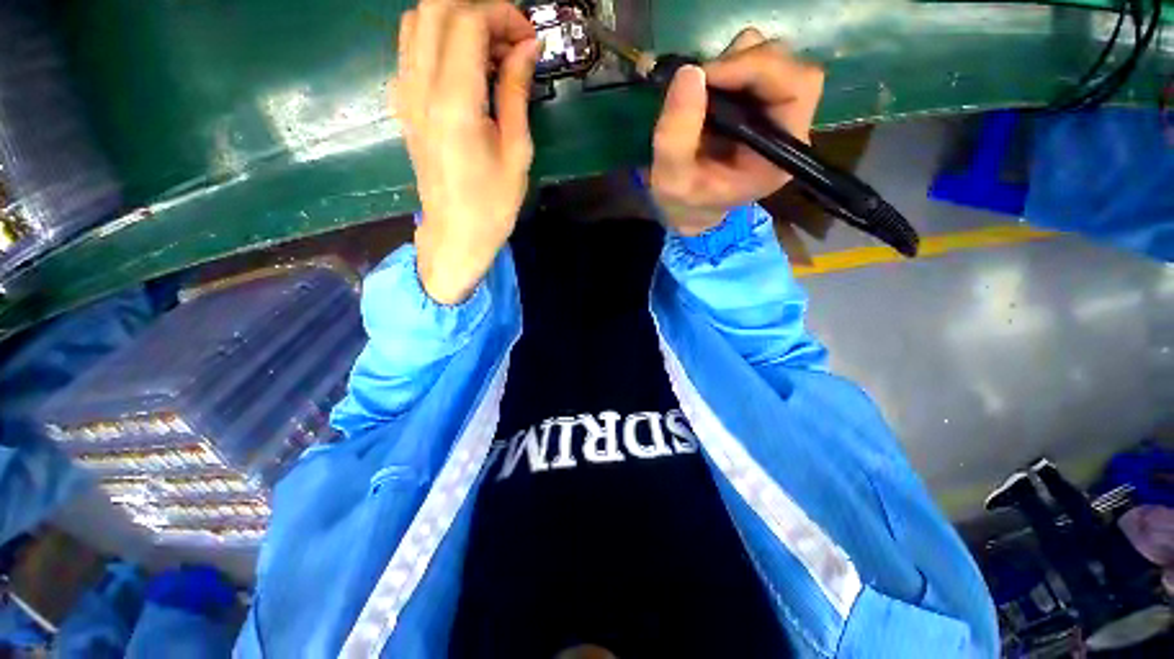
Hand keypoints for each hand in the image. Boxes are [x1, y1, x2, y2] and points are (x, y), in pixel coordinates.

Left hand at [394, 0, 537, 303]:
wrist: (455, 233)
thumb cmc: (492, 203)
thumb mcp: (516, 152)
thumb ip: (516, 92)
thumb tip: (527, 47)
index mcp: (454, 102)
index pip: (468, 20)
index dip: (502, 16)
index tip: (529, 40)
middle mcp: (420, 86)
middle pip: (436, 7)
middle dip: (480, 10)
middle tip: (511, 41)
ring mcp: (405, 92)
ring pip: (419, 20)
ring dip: (458, 21)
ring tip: (491, 53)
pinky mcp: (404, 102)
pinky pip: (413, 47)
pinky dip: (441, 39)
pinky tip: (468, 67)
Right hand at [649, 28, 824, 235]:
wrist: (691, 209)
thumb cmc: (687, 202)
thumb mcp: (672, 181)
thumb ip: (676, 137)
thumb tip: (689, 73)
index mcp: (779, 154)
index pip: (796, 88)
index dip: (756, 68)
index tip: (706, 76)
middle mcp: (787, 127)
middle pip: (786, 65)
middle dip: (739, 63)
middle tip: (698, 83)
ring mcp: (774, 111)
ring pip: (769, 57)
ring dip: (730, 63)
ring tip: (699, 93)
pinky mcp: (757, 102)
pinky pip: (750, 64)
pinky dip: (724, 68)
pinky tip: (704, 92)